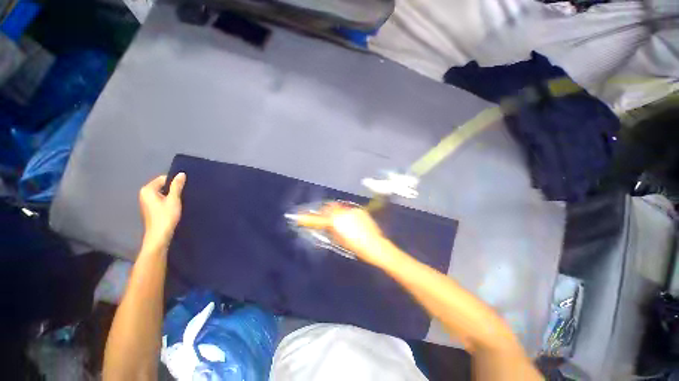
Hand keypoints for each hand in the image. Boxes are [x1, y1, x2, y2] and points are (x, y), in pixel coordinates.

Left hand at [139, 173, 185, 249]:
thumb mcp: (174, 199)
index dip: (174, 182)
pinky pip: (161, 199)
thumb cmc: (166, 216)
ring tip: (180, 200)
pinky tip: (175, 206)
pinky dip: (168, 201)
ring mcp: (146, 202)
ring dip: (171, 195)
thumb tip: (181, 174)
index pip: (163, 179)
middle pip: (162, 186)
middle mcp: (144, 194)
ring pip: (162, 193)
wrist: (159, 235)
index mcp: (147, 190)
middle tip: (184, 194)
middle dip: (173, 189)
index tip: (184, 187)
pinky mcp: (151, 208)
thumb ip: (177, 186)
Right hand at [295, 203, 398, 267]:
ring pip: (338, 207)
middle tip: (322, 219)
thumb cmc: (356, 246)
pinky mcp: (359, 209)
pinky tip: (348, 221)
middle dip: (323, 212)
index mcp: (336, 221)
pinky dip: (343, 213)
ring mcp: (351, 209)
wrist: (375, 244)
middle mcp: (342, 211)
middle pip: (328, 208)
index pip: (318, 219)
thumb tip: (324, 225)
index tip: (297, 217)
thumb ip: (329, 230)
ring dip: (333, 212)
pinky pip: (347, 209)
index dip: (307, 218)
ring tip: (336, 220)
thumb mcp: (339, 240)